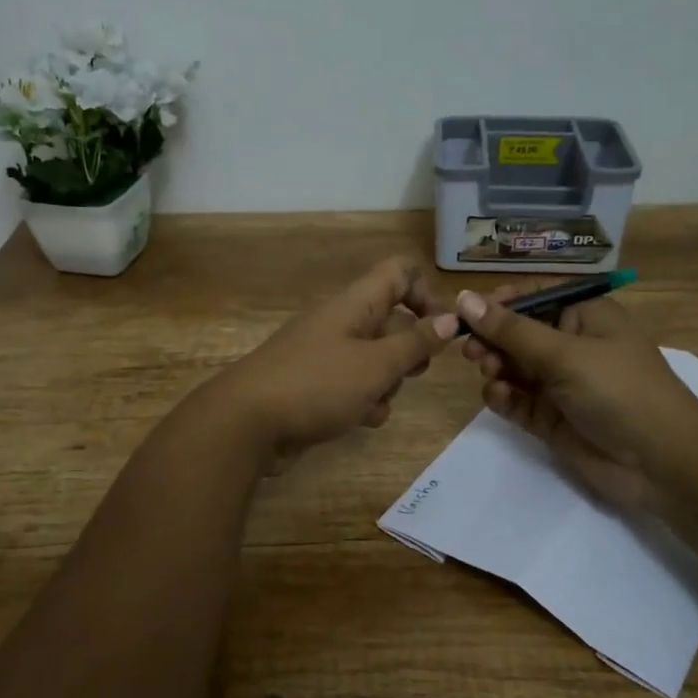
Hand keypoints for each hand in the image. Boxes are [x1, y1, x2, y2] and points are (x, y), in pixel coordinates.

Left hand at [207, 257, 458, 463]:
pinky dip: (363, 401)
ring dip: (387, 382)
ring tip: (377, 401)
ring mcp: (327, 355)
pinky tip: (359, 420)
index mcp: (355, 304)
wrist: (247, 424)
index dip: (427, 293)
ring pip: (376, 359)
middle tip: (416, 371)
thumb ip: (415, 343)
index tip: (445, 329)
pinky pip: (354, 386)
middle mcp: (342, 322)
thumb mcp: (376, 365)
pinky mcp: (316, 386)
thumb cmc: (317, 385)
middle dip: (411, 348)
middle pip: (392, 320)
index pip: (399, 272)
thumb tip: (451, 319)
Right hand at [456, 286, 697, 514]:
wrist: (660, 463)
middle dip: (493, 339)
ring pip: (513, 367)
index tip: (468, 313)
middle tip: (471, 350)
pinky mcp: (551, 418)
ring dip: (496, 367)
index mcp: (585, 316)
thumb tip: (464, 299)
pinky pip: (517, 400)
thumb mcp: (565, 354)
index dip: (500, 303)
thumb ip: (511, 330)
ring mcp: (561, 384)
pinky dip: (503, 396)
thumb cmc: (619, 391)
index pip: (534, 298)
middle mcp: (571, 345)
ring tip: (491, 374)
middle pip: (518, 333)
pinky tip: (499, 397)